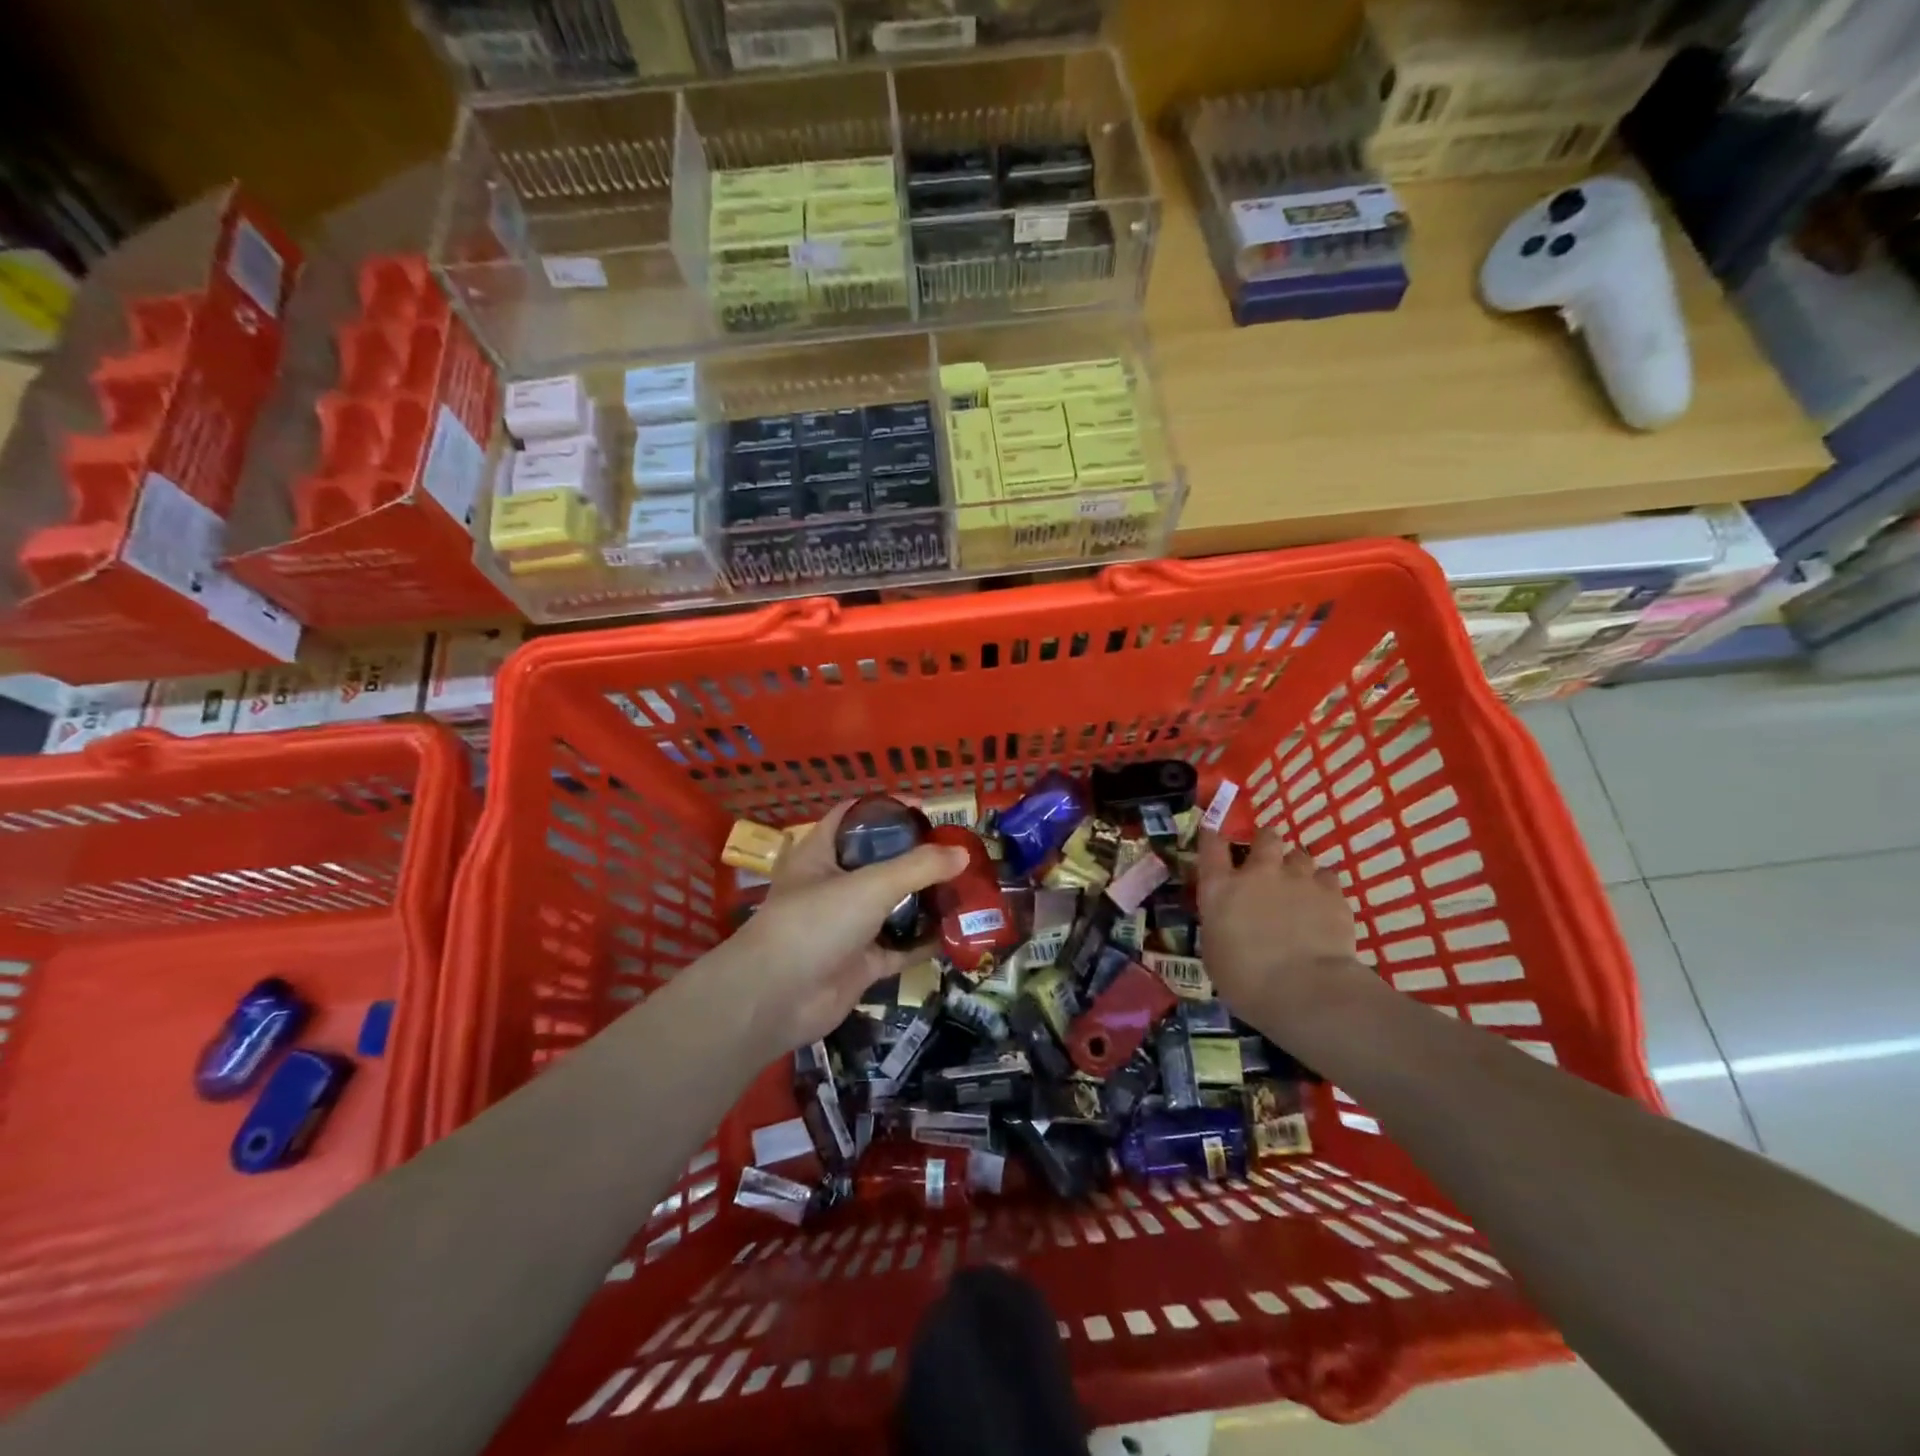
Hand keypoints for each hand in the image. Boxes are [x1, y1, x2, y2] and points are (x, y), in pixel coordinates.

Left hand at [727, 800, 969, 1055]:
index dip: (887, 809)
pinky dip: (924, 941)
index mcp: (821, 854)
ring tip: (964, 888)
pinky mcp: (861, 962)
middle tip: (956, 853)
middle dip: (916, 857)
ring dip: (925, 899)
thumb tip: (963, 854)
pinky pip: (900, 947)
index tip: (925, 811)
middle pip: (880, 861)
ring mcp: (848, 926)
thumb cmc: (815, 924)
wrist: (776, 1000)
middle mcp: (834, 886)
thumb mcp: (869, 885)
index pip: (854, 817)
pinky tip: (956, 933)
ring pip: (893, 905)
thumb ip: (918, 867)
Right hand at [1196, 827, 1365, 1032]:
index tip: (1213, 836)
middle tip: (1268, 858)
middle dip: (1266, 842)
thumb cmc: (1245, 980)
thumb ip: (1219, 925)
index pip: (1211, 846)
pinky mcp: (1332, 894)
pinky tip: (1323, 902)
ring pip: (1300, 855)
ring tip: (1299, 884)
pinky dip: (1323, 886)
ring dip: (1296, 866)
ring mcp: (1298, 880)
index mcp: (1221, 888)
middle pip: (1265, 837)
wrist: (1304, 991)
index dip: (1212, 837)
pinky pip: (1328, 877)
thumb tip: (1226, 921)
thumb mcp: (1214, 953)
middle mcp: (1258, 873)